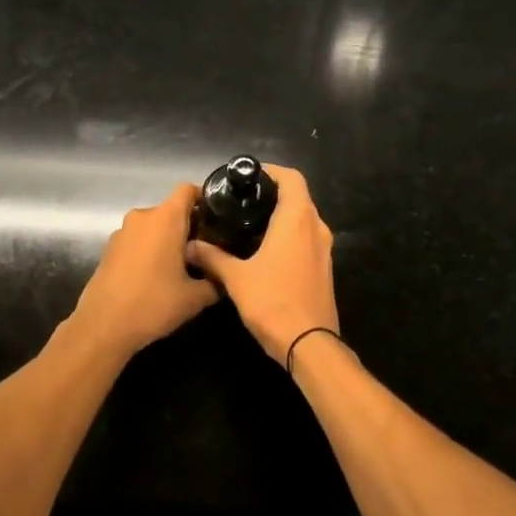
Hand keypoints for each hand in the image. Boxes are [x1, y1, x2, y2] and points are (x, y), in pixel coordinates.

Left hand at [67, 184, 219, 358]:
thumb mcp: (195, 298)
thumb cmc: (154, 304)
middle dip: (188, 226)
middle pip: (171, 210)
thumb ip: (215, 282)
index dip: (203, 199)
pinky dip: (149, 250)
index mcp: (166, 218)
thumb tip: (224, 278)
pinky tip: (155, 276)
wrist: (103, 326)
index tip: (216, 219)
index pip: (187, 190)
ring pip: (153, 226)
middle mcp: (143, 217)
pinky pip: (137, 240)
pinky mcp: (109, 248)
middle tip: (204, 251)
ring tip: (180, 267)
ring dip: (167, 240)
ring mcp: (122, 232)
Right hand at [185, 165, 337, 364]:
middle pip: (299, 196)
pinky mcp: (324, 267)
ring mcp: (324, 248)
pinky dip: (290, 234)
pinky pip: (307, 238)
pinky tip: (266, 249)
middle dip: (273, 193)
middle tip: (243, 199)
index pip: (292, 178)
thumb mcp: (236, 278)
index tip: (249, 176)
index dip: (272, 171)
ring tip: (250, 222)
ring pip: (304, 218)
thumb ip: (212, 257)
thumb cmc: (273, 301)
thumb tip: (191, 245)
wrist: (309, 344)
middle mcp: (316, 227)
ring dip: (282, 215)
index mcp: (297, 219)